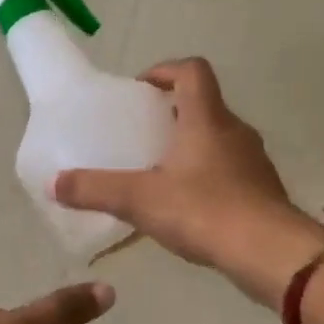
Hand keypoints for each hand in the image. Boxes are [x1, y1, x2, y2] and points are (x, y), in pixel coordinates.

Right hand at [53, 58, 323, 307]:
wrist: (269, 253)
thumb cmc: (204, 211)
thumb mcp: (139, 199)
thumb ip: (95, 190)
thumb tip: (53, 184)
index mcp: (207, 119)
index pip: (192, 71)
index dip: (165, 70)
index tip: (140, 88)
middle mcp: (235, 132)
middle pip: (204, 106)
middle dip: (172, 114)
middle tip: (141, 135)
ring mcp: (253, 162)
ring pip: (218, 141)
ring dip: (190, 147)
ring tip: (159, 173)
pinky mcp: (261, 192)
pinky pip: (229, 172)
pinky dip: (206, 178)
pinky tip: (185, 207)